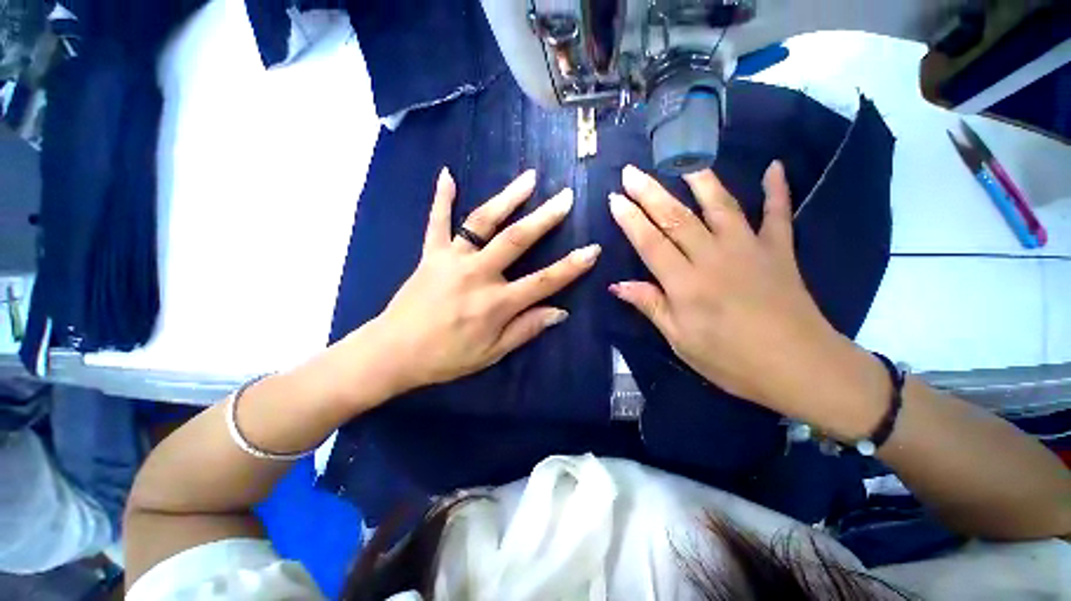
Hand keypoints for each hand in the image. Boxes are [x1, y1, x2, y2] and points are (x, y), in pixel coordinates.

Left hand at [363, 168, 599, 394]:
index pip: (543, 281)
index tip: (593, 249)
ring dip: (507, 198)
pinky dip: (441, 198)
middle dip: (544, 217)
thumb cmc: (446, 357)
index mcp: (496, 304)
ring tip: (528, 178)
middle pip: (516, 240)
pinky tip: (447, 174)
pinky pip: (436, 222)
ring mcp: (452, 260)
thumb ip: (526, 329)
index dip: (571, 267)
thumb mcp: (492, 353)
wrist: (394, 352)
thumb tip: (560, 312)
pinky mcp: (430, 254)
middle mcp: (477, 275)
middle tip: (565, 197)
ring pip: (482, 222)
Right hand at [609, 163, 885, 435]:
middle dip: (650, 192)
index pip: (650, 243)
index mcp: (686, 284)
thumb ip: (651, 306)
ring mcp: (750, 249)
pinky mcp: (779, 251)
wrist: (801, 368)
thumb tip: (617, 286)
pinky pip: (778, 214)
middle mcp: (714, 257)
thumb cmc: (732, 360)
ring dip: (699, 179)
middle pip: (676, 218)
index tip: (614, 198)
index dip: (630, 219)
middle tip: (631, 171)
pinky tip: (775, 166)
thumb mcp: (680, 340)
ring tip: (683, 157)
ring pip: (720, 206)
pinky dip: (777, 190)